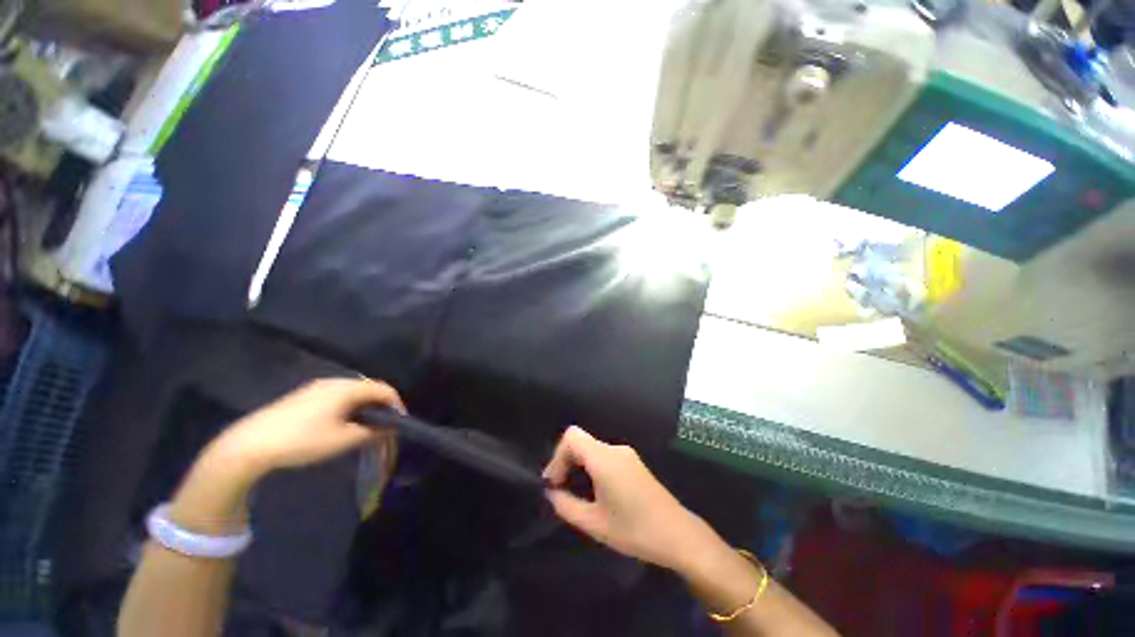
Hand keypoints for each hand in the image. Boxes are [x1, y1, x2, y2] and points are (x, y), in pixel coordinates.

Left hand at [209, 378, 405, 478]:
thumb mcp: (342, 440)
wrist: (250, 445)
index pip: (383, 389)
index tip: (399, 422)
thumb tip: (389, 428)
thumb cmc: (302, 440)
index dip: (396, 404)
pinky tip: (339, 422)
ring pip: (351, 391)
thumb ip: (371, 432)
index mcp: (347, 388)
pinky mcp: (302, 395)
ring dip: (363, 405)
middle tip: (383, 424)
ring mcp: (316, 387)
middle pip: (368, 387)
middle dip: (380, 404)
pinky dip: (347, 405)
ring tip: (364, 425)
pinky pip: (336, 395)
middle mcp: (334, 381)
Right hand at [542, 426, 721, 573]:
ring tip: (575, 493)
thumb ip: (566, 505)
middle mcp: (615, 449)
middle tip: (560, 490)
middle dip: (565, 462)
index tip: (554, 482)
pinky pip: (604, 455)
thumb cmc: (634, 530)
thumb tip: (551, 493)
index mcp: (604, 458)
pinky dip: (591, 467)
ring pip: (592, 448)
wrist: (678, 534)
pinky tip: (594, 491)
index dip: (557, 456)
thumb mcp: (594, 523)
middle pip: (581, 441)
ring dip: (578, 466)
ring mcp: (626, 454)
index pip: (572, 437)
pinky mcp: (632, 462)